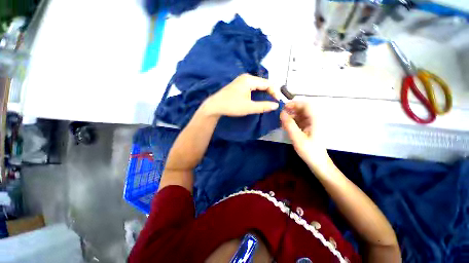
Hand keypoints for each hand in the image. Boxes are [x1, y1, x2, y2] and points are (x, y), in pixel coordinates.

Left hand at [202, 74, 278, 116]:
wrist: (215, 106)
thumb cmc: (232, 106)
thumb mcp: (249, 107)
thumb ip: (263, 106)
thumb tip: (276, 105)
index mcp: (249, 80)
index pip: (267, 84)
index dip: (274, 92)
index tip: (277, 102)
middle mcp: (246, 77)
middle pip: (263, 83)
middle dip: (269, 92)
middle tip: (273, 102)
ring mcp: (241, 80)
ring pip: (257, 85)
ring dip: (263, 93)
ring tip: (267, 102)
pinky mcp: (239, 85)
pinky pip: (252, 87)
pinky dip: (257, 93)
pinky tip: (258, 99)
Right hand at [280, 101, 329, 167]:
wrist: (317, 162)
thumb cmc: (309, 151)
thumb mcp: (297, 138)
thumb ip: (289, 125)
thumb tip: (281, 113)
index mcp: (315, 120)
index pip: (305, 105)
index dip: (294, 104)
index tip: (283, 108)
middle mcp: (314, 119)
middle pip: (302, 109)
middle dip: (291, 110)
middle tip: (280, 115)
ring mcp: (312, 123)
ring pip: (300, 114)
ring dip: (291, 115)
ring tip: (282, 120)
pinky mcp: (308, 128)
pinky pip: (299, 120)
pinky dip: (292, 121)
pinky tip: (286, 125)